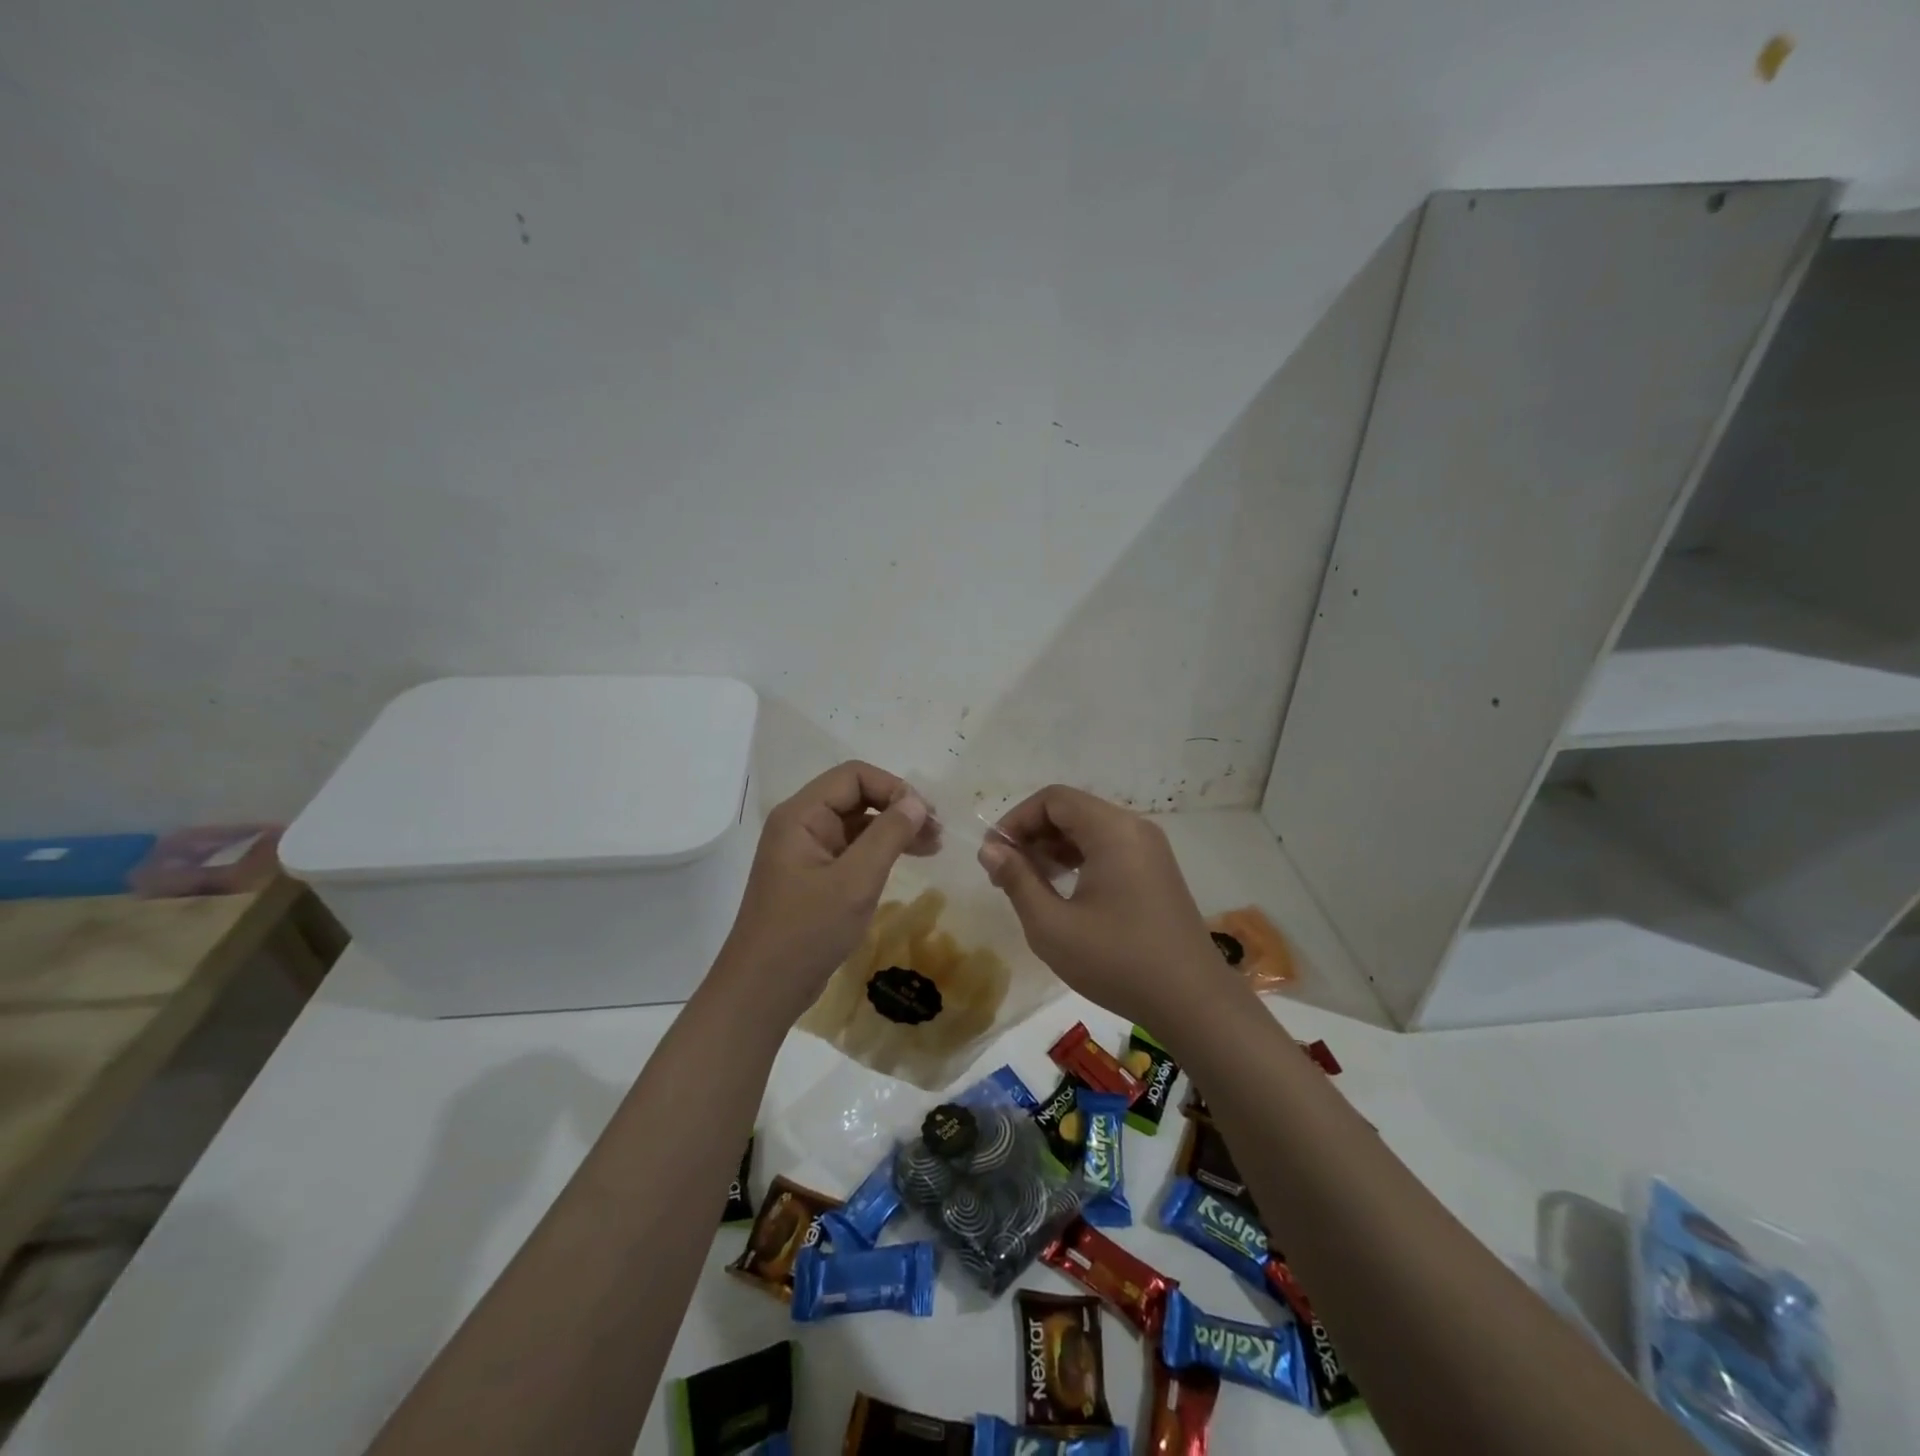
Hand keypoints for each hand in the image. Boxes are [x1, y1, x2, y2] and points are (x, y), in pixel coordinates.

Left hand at [715, 761, 934, 1022]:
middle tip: (936, 833)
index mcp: (801, 815)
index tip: (926, 816)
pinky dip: (880, 850)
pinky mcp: (813, 875)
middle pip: (856, 796)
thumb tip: (916, 801)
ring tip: (933, 846)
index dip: (894, 788)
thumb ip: (888, 835)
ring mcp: (806, 850)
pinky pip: (851, 849)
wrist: (763, 989)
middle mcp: (801, 824)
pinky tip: (906, 862)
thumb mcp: (855, 881)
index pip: (854, 776)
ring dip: (894, 829)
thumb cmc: (807, 931)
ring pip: (857, 823)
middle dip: (897, 808)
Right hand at [979, 785, 1231, 1028]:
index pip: (1053, 799)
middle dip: (1033, 835)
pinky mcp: (1157, 871)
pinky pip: (1109, 848)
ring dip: (1054, 848)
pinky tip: (1063, 892)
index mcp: (1112, 830)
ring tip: (1029, 884)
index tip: (993, 855)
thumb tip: (990, 850)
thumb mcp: (1052, 926)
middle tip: (1006, 873)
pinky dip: (1079, 860)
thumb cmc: (1117, 961)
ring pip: (1090, 830)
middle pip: (1072, 810)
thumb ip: (1017, 880)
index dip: (1016, 820)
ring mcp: (1150, 849)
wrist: (1193, 1002)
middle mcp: (1134, 828)